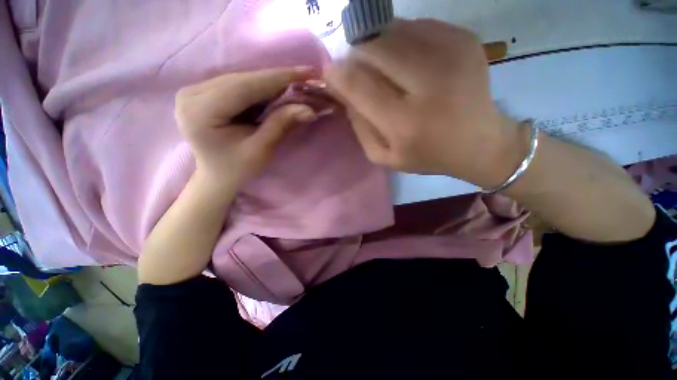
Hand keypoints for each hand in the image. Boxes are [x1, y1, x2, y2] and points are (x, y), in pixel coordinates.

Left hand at [175, 67, 318, 189]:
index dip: (279, 78)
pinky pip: (239, 85)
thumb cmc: (237, 169)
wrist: (217, 177)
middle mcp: (192, 94)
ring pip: (243, 79)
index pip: (245, 86)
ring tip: (297, 85)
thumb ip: (281, 125)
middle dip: (278, 79)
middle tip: (307, 77)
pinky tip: (279, 91)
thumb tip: (309, 109)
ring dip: (272, 83)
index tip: (308, 72)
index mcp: (200, 111)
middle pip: (243, 80)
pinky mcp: (204, 93)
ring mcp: (196, 91)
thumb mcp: (260, 151)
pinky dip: (261, 88)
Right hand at [324, 19, 521, 187]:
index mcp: (405, 124)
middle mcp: (428, 84)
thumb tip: (343, 91)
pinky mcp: (464, 38)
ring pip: (392, 31)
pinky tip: (407, 61)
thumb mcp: (384, 156)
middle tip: (358, 70)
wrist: (479, 142)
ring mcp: (450, 54)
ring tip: (384, 67)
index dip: (337, 74)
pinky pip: (415, 26)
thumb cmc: (426, 154)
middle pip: (373, 49)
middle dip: (356, 56)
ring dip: (377, 46)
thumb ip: (359, 127)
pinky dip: (401, 40)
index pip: (358, 85)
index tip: (330, 73)